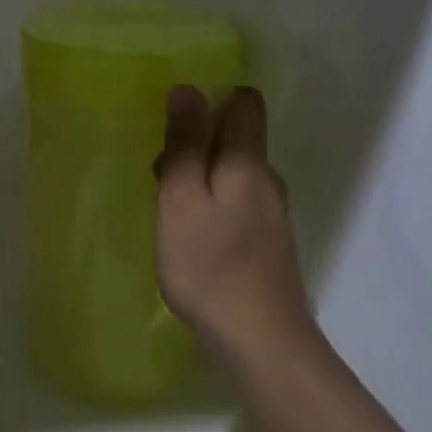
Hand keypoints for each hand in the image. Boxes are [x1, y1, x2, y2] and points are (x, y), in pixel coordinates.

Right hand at [155, 85, 315, 357]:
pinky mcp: (268, 243)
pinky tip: (190, 236)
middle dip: (196, 143)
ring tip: (167, 210)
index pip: (245, 103)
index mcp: (248, 162)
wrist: (261, 342)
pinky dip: (211, 205)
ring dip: (200, 177)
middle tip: (159, 175)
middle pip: (235, 138)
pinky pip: (236, 203)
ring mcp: (272, 214)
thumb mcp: (180, 199)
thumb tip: (188, 89)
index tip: (176, 124)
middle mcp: (267, 180)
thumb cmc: (209, 265)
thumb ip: (184, 143)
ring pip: (232, 173)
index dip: (211, 100)